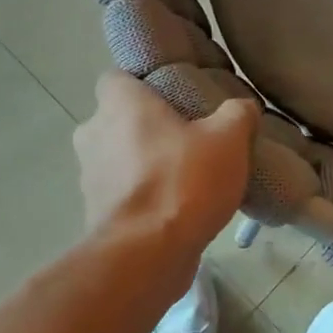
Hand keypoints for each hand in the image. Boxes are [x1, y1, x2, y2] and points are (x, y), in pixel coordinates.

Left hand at [73, 71, 259, 265]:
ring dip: (142, 162)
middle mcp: (93, 132)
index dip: (142, 83)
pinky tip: (174, 206)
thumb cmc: (183, 180)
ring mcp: (89, 175)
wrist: (147, 255)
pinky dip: (140, 195)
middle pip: (117, 118)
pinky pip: (120, 192)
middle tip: (186, 136)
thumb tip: (244, 107)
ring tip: (184, 174)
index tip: (172, 95)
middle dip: (146, 126)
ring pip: (117, 156)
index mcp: (119, 103)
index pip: (117, 77)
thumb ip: (237, 115)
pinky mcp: (94, 212)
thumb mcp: (228, 139)